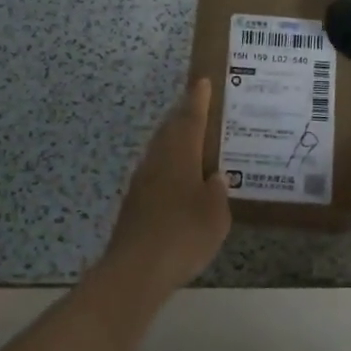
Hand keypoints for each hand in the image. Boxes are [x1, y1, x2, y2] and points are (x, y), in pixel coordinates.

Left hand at [100, 78, 231, 298]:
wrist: (136, 269)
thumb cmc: (183, 235)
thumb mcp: (215, 215)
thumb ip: (216, 192)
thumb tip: (214, 177)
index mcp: (179, 155)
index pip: (190, 118)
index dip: (198, 100)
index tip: (201, 81)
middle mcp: (157, 160)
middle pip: (170, 130)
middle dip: (183, 116)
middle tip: (198, 106)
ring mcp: (142, 181)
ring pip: (160, 150)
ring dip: (174, 140)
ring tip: (191, 140)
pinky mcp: (134, 202)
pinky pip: (155, 171)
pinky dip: (168, 166)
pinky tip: (178, 180)